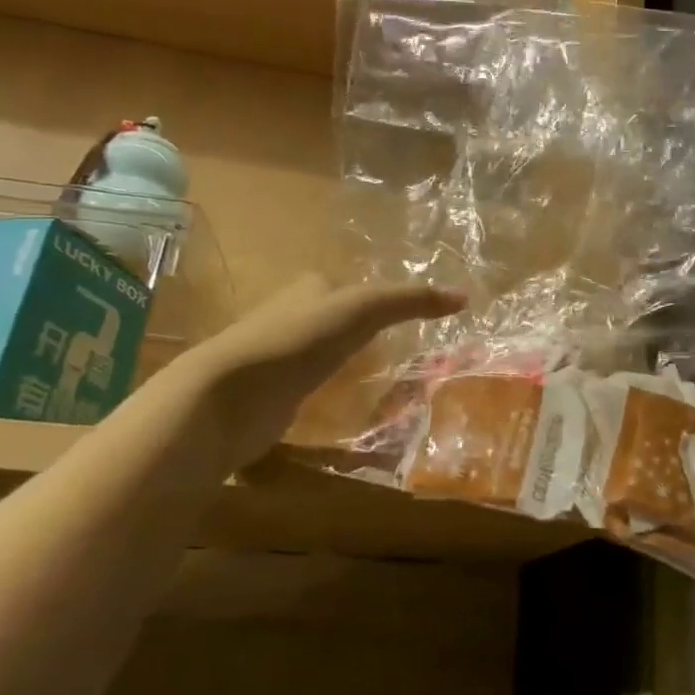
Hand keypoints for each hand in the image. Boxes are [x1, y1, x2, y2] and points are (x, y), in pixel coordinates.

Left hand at [174, 274, 462, 475]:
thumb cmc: (298, 340)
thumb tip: (464, 297)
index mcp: (308, 289)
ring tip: (387, 382)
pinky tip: (350, 408)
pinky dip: (331, 395)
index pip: (348, 286)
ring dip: (347, 366)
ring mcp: (278, 360)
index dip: (376, 297)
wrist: (230, 396)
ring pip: (323, 357)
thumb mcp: (363, 309)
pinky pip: (311, 390)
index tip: (408, 317)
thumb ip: (410, 300)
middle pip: (334, 321)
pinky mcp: (273, 397)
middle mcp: (291, 318)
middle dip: (361, 333)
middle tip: (404, 351)